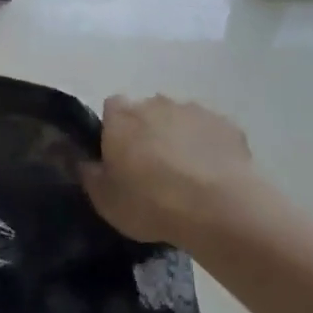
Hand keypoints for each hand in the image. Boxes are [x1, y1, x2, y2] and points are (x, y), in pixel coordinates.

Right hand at [83, 95, 261, 247]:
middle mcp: (155, 103)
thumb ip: (91, 175)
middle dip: (149, 132)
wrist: (217, 208)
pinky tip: (214, 177)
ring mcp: (194, 111)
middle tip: (153, 169)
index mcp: (121, 117)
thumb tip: (86, 162)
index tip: (119, 156)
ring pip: (181, 120)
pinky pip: (211, 132)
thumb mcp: (105, 201)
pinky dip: (209, 148)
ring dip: (180, 138)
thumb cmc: (150, 202)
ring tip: (187, 176)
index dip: (114, 129)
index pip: (111, 108)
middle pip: (148, 111)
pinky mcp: (226, 125)